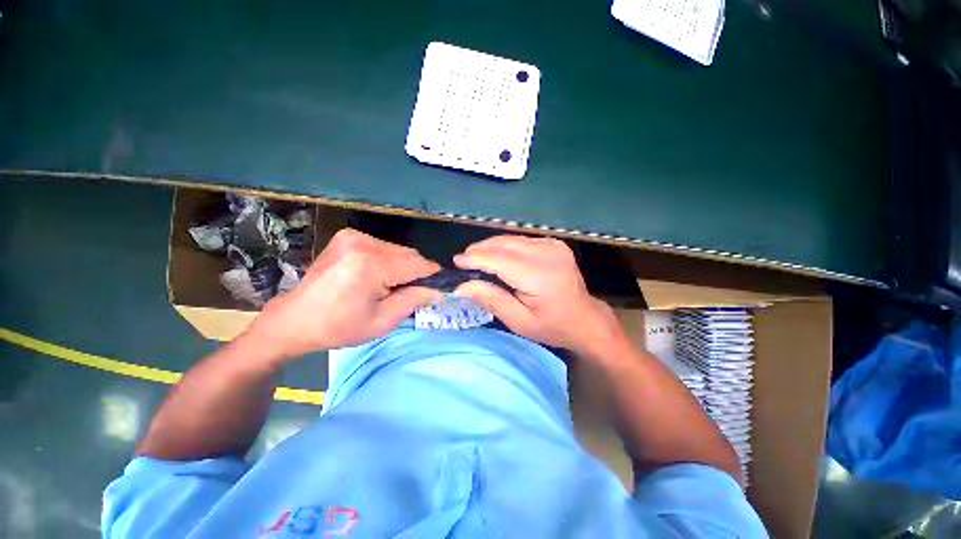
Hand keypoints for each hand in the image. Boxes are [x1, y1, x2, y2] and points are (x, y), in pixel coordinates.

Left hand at [245, 229, 442, 361]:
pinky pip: (383, 247)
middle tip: (407, 294)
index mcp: (371, 264)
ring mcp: (354, 236)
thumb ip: (414, 300)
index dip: (432, 278)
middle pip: (410, 255)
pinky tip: (375, 276)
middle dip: (415, 274)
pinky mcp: (347, 236)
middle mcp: (364, 243)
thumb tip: (440, 291)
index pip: (419, 265)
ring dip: (402, 267)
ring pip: (398, 250)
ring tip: (387, 287)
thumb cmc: (339, 327)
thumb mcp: (383, 321)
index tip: (435, 291)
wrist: (295, 320)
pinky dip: (388, 261)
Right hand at [453, 235, 625, 357]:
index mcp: (540, 276)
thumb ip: (491, 299)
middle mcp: (547, 253)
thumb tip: (461, 286)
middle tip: (463, 262)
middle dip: (479, 250)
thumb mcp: (519, 321)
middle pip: (503, 244)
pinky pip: (521, 240)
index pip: (499, 259)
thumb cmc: (552, 326)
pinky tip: (497, 257)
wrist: (585, 318)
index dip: (475, 258)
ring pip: (510, 239)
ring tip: (475, 259)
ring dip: (490, 247)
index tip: (456, 262)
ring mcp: (552, 244)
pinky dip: (504, 246)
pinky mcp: (554, 242)